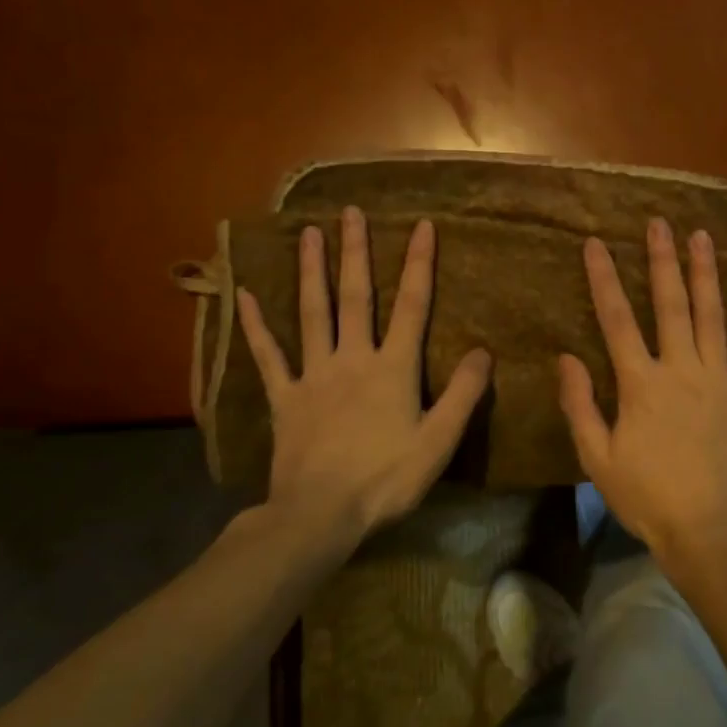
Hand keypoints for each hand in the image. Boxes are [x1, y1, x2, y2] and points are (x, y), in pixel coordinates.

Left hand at [235, 208, 491, 546]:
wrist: (320, 514)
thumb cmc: (386, 478)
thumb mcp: (439, 440)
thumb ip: (463, 393)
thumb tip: (482, 351)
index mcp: (393, 367)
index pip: (412, 305)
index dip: (419, 263)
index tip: (422, 225)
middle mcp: (353, 358)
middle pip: (356, 297)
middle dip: (355, 252)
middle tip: (349, 212)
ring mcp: (314, 375)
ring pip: (312, 314)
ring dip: (311, 272)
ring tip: (308, 234)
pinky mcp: (285, 397)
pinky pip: (269, 356)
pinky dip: (256, 326)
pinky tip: (244, 295)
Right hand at [558, 218, 726, 563]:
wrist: (711, 531)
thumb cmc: (648, 497)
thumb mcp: (597, 458)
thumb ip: (580, 405)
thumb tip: (566, 357)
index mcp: (641, 384)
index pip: (616, 319)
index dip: (603, 279)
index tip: (595, 244)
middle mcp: (681, 369)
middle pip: (669, 304)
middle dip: (662, 260)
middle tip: (659, 223)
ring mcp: (721, 378)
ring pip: (711, 315)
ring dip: (704, 273)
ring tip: (700, 236)